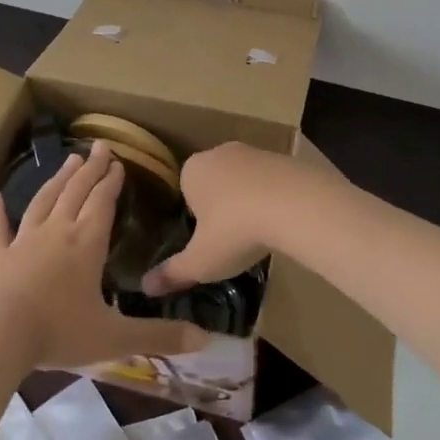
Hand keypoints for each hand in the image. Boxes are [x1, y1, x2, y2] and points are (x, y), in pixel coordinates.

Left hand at [0, 139, 209, 367]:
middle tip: (99, 147)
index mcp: (87, 243)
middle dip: (90, 169)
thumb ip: (160, 335)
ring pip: (43, 201)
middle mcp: (57, 232)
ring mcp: (23, 242)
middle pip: (76, 192)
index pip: (103, 202)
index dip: (112, 181)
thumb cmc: (59, 332)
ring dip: (57, 180)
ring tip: (68, 160)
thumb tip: (205, 338)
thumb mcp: (116, 338)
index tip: (118, 162)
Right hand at [142, 142, 304, 295]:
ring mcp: (254, 151)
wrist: (294, 204)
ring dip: (248, 200)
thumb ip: (173, 273)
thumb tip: (145, 288)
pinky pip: (271, 180)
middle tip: (231, 238)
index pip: (185, 191)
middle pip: (214, 182)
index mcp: (192, 170)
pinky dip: (273, 197)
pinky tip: (281, 220)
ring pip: (244, 179)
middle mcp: (219, 152)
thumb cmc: (235, 230)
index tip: (207, 240)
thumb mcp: (201, 261)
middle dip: (221, 206)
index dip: (195, 217)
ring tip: (258, 232)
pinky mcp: (284, 157)